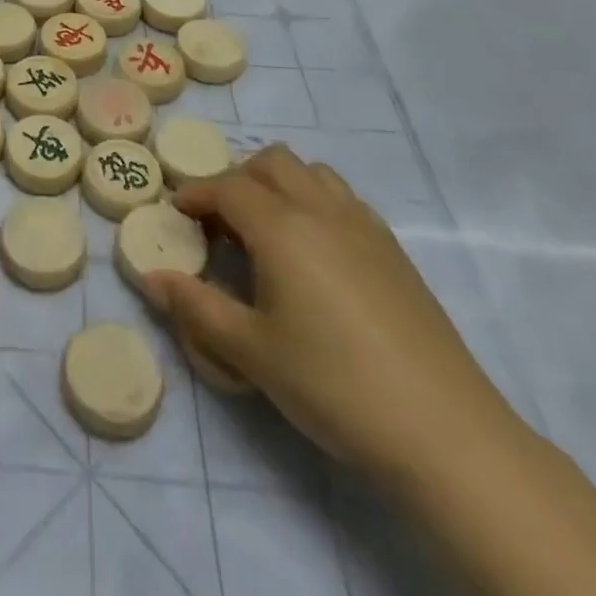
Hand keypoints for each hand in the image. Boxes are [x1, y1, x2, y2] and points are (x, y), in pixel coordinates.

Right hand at [143, 145, 517, 488]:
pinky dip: (314, 202)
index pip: (227, 187)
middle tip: (220, 222)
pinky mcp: (394, 250)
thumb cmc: (333, 385)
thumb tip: (149, 278)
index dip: (196, 194)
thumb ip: (195, 307)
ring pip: (312, 173)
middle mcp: (321, 211)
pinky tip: (314, 254)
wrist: (445, 432)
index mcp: (282, 227)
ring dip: (279, 185)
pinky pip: (343, 199)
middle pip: (272, 163)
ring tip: (266, 231)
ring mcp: (364, 226)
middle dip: (237, 179)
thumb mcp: (250, 352)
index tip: (177, 213)